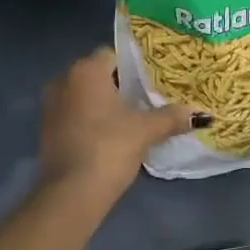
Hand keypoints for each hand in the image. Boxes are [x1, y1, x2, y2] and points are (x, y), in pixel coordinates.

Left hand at [36, 46, 194, 200]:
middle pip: (98, 73)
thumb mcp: (145, 131)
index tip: (151, 81)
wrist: (70, 195)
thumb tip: (203, 114)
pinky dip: (89, 118)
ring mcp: (51, 104)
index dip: (133, 66)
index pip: (113, 55)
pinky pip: (73, 112)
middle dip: (119, 84)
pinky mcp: (46, 128)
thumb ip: (172, 117)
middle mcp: (64, 79)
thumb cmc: (108, 148)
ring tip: (130, 117)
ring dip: (103, 103)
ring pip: (84, 94)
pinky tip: (109, 135)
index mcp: (86, 70)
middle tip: (145, 98)